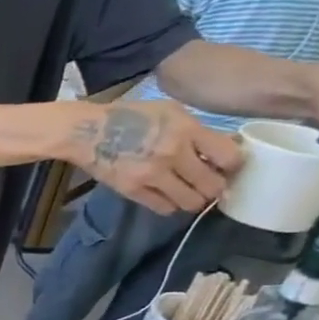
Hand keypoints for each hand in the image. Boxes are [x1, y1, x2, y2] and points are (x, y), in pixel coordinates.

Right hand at [66, 100, 243, 215]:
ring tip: (187, 192)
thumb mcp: (170, 111)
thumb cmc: (129, 115)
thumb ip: (196, 130)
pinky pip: (164, 208)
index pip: (229, 157)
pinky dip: (170, 205)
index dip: (232, 165)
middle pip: (212, 185)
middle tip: (207, 183)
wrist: (86, 132)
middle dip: (214, 186)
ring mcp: (152, 175)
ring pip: (190, 202)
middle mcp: (173, 154)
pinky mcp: (133, 190)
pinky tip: (166, 196)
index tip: (225, 165)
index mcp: (186, 130)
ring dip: (193, 199)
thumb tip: (222, 148)